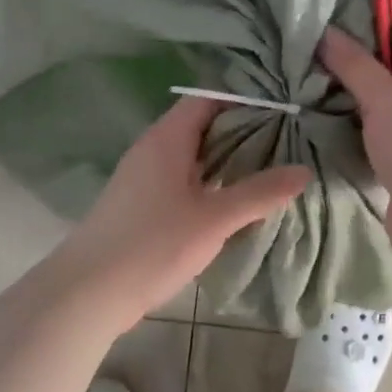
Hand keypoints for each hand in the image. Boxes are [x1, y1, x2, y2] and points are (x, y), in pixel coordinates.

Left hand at [58, 96, 310, 322]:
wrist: (89, 291)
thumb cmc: (153, 245)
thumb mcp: (214, 219)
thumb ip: (259, 193)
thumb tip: (303, 171)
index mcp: (167, 139)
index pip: (208, 99)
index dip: (244, 100)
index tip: (283, 112)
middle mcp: (152, 149)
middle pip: (201, 126)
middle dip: (242, 133)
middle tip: (286, 144)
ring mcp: (142, 177)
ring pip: (192, 156)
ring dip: (226, 161)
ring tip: (268, 172)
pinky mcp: (139, 204)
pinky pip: (181, 180)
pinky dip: (208, 184)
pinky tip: (231, 204)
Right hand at [317, 27, 391, 262]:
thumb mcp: (379, 95)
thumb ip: (352, 63)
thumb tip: (325, 31)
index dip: (368, 59)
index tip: (335, 73)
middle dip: (366, 93)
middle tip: (331, 100)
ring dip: (371, 123)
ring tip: (340, 128)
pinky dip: (381, 148)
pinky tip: (359, 153)